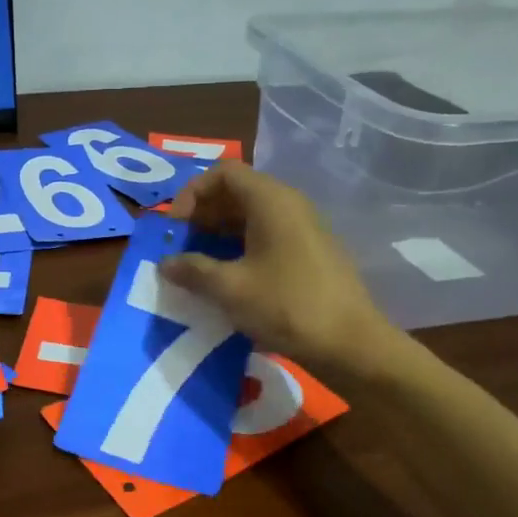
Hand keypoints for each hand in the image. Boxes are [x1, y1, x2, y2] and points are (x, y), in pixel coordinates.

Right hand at [160, 161, 404, 377]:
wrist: (352, 344)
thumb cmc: (288, 306)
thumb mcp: (230, 289)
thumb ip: (193, 270)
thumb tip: (165, 263)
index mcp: (271, 201)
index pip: (223, 172)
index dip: (191, 193)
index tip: (176, 227)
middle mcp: (289, 204)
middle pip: (236, 191)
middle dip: (202, 214)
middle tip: (181, 246)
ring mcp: (303, 228)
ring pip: (251, 215)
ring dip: (219, 233)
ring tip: (198, 264)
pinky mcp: (309, 251)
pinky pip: (266, 235)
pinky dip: (240, 247)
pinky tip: (227, 278)